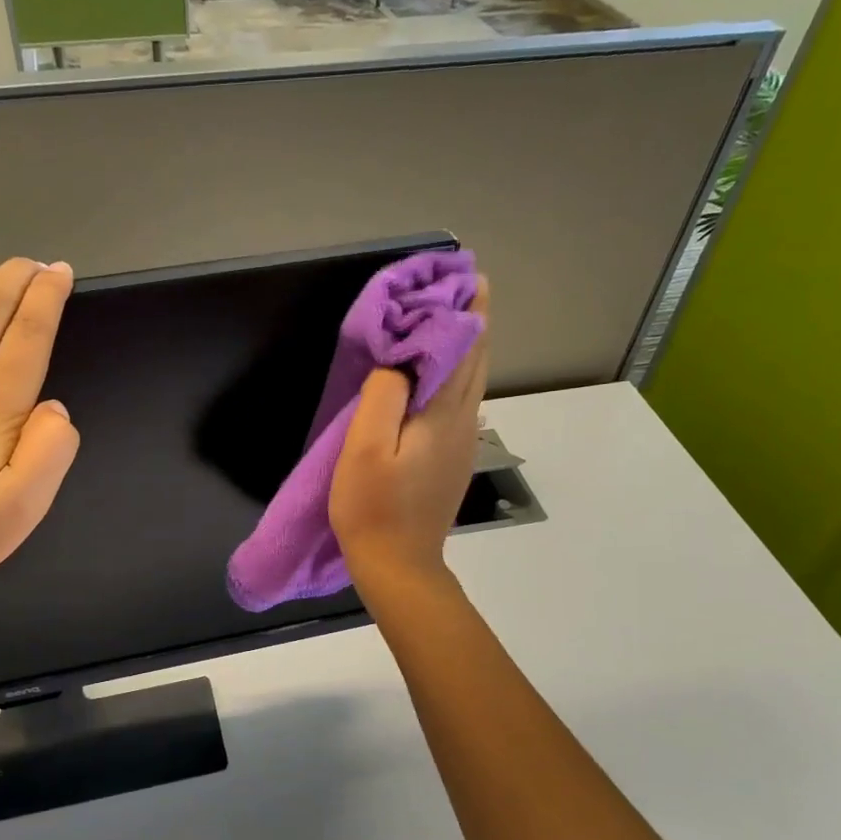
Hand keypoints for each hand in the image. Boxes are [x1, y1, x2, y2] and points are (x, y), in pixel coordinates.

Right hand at [330, 278, 488, 602]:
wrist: (399, 565)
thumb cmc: (374, 507)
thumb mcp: (365, 448)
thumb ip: (382, 397)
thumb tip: (396, 361)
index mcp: (443, 413)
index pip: (462, 347)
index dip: (462, 310)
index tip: (462, 274)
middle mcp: (463, 420)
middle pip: (475, 358)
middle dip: (471, 319)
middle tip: (463, 283)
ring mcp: (462, 441)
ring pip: (472, 379)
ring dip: (466, 344)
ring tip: (452, 315)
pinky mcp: (452, 457)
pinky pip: (461, 399)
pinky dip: (457, 371)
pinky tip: (441, 370)